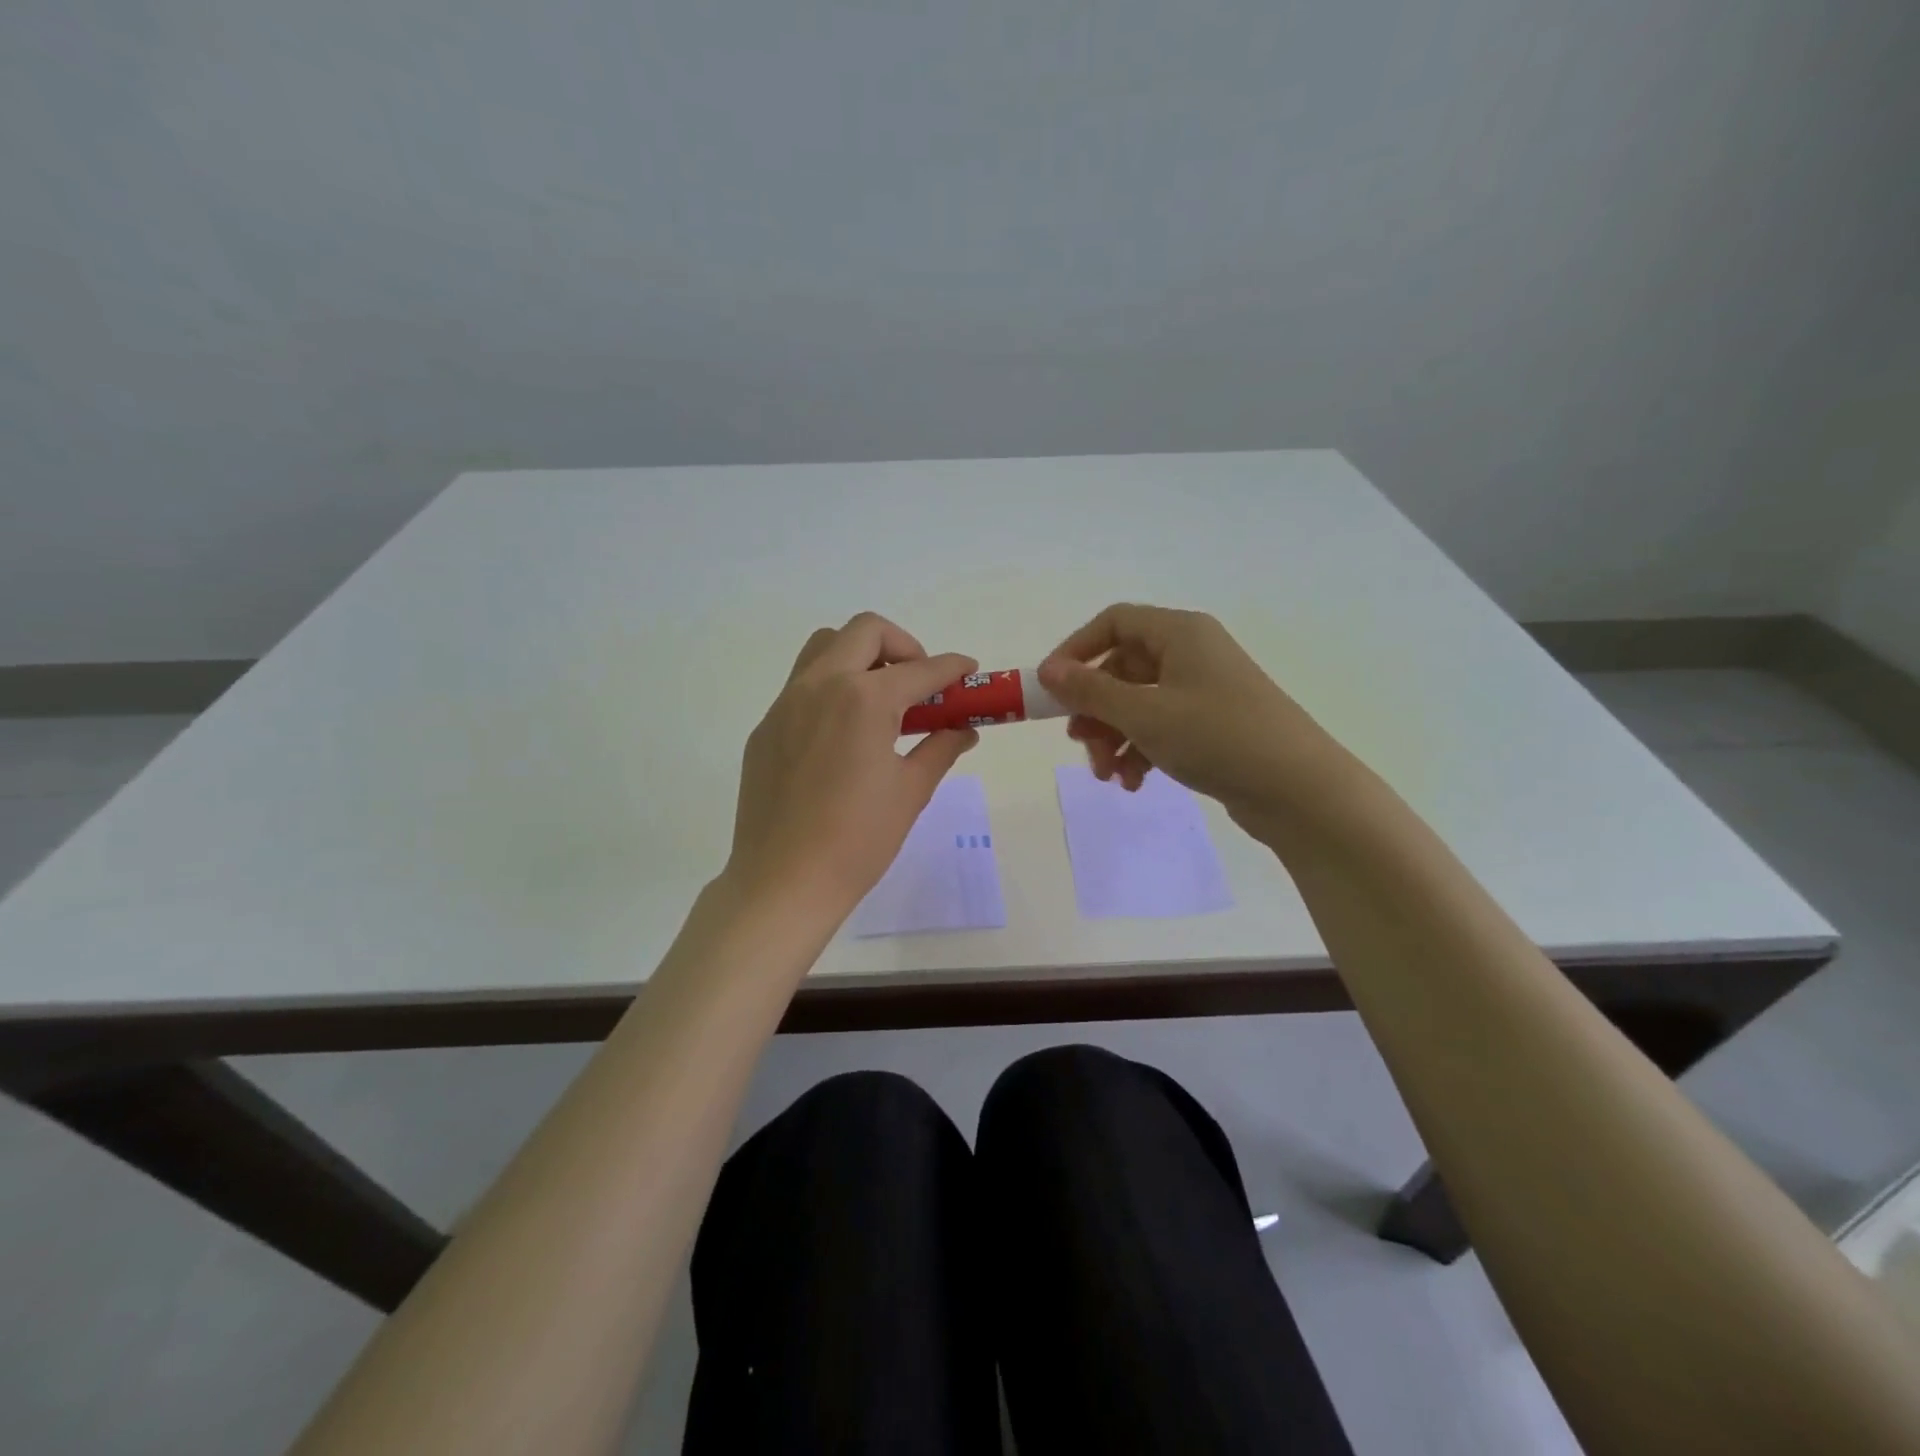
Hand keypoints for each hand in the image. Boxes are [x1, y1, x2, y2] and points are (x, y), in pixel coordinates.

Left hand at [725, 612, 978, 922]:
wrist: (783, 882)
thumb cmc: (858, 840)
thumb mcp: (910, 792)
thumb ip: (940, 748)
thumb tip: (964, 730)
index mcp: (864, 699)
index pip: (921, 669)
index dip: (952, 667)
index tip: (968, 672)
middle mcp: (821, 685)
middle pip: (865, 631)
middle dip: (903, 646)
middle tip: (919, 684)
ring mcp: (786, 704)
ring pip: (825, 647)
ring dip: (860, 656)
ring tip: (880, 699)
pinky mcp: (765, 728)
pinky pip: (801, 686)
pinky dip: (831, 689)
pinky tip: (843, 735)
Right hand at [1038, 603, 1334, 830]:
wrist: (1299, 789)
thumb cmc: (1217, 737)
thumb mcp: (1144, 714)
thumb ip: (1090, 691)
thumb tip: (1047, 670)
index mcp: (1179, 633)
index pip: (1113, 623)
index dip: (1076, 651)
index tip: (1051, 688)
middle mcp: (1191, 653)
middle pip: (1122, 668)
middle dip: (1094, 709)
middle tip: (1080, 744)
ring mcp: (1204, 690)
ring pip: (1137, 703)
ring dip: (1113, 737)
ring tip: (1108, 775)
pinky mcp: (1212, 724)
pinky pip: (1160, 727)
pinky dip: (1140, 751)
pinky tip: (1134, 783)